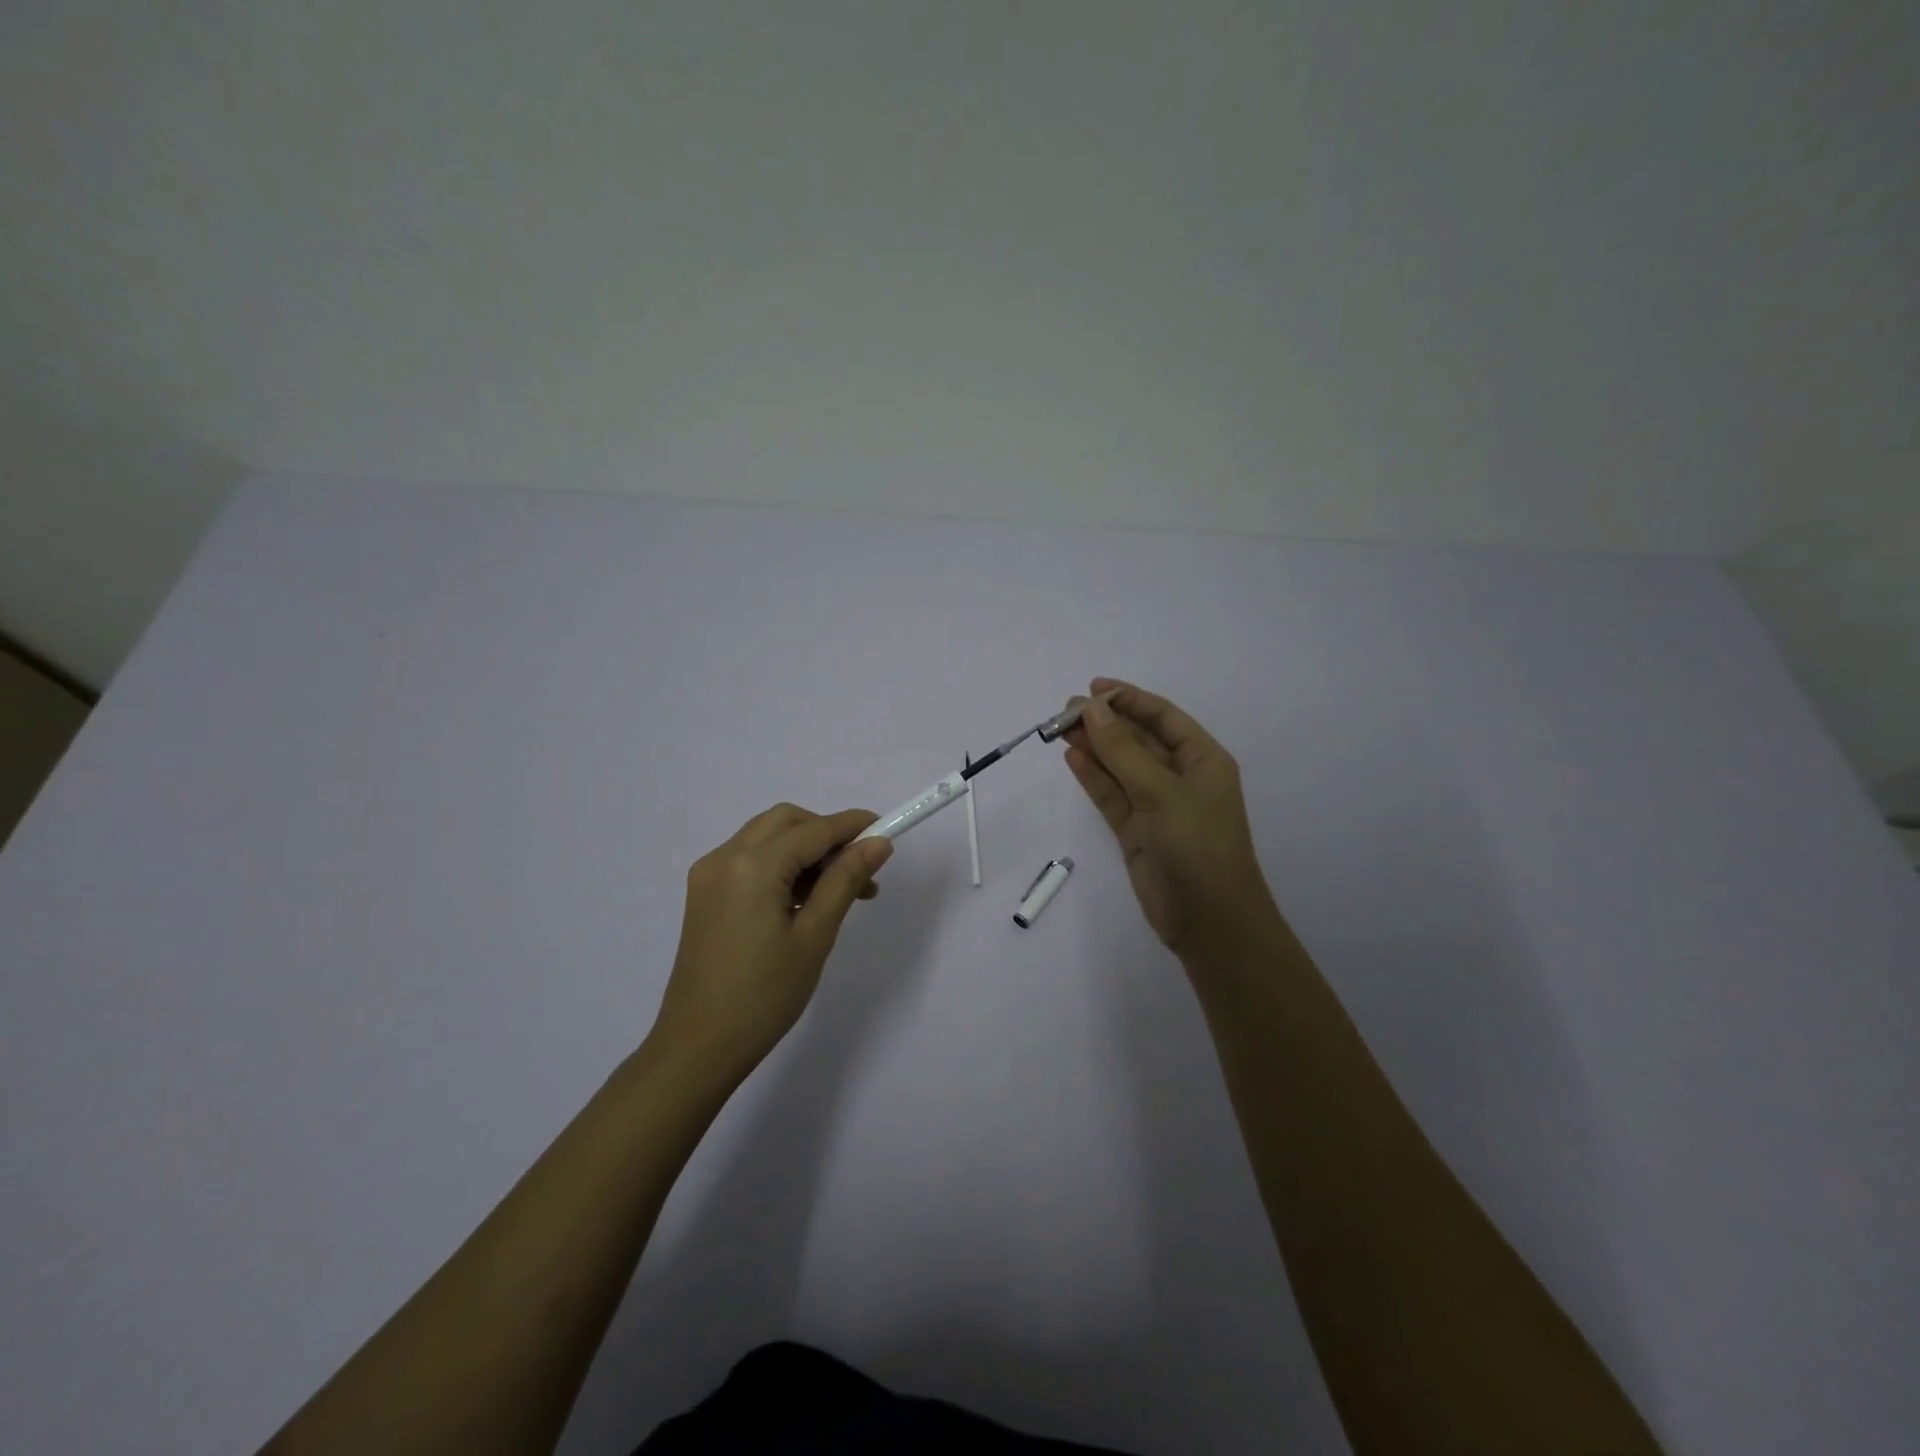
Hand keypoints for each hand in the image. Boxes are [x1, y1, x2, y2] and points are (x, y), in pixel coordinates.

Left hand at [652, 804, 892, 1081]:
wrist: (698, 1047)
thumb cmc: (764, 995)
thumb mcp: (815, 936)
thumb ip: (846, 880)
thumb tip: (879, 843)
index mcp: (753, 865)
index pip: (814, 829)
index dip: (853, 826)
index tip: (887, 831)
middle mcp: (725, 856)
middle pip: (787, 821)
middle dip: (826, 834)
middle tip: (860, 869)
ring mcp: (709, 874)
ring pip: (767, 837)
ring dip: (805, 849)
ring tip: (839, 890)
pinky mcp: (704, 893)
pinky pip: (749, 859)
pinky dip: (781, 864)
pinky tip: (803, 899)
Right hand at [1062, 679, 1277, 959]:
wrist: (1209, 919)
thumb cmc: (1197, 845)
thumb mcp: (1161, 792)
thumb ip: (1122, 751)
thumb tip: (1091, 710)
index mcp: (1202, 760)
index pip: (1163, 718)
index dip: (1129, 700)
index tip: (1093, 688)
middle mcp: (1180, 777)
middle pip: (1138, 740)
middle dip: (1105, 723)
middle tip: (1065, 712)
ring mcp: (1156, 805)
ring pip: (1120, 767)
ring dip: (1094, 748)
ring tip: (1060, 730)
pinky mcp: (1136, 831)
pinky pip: (1111, 795)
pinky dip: (1093, 777)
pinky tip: (1072, 758)